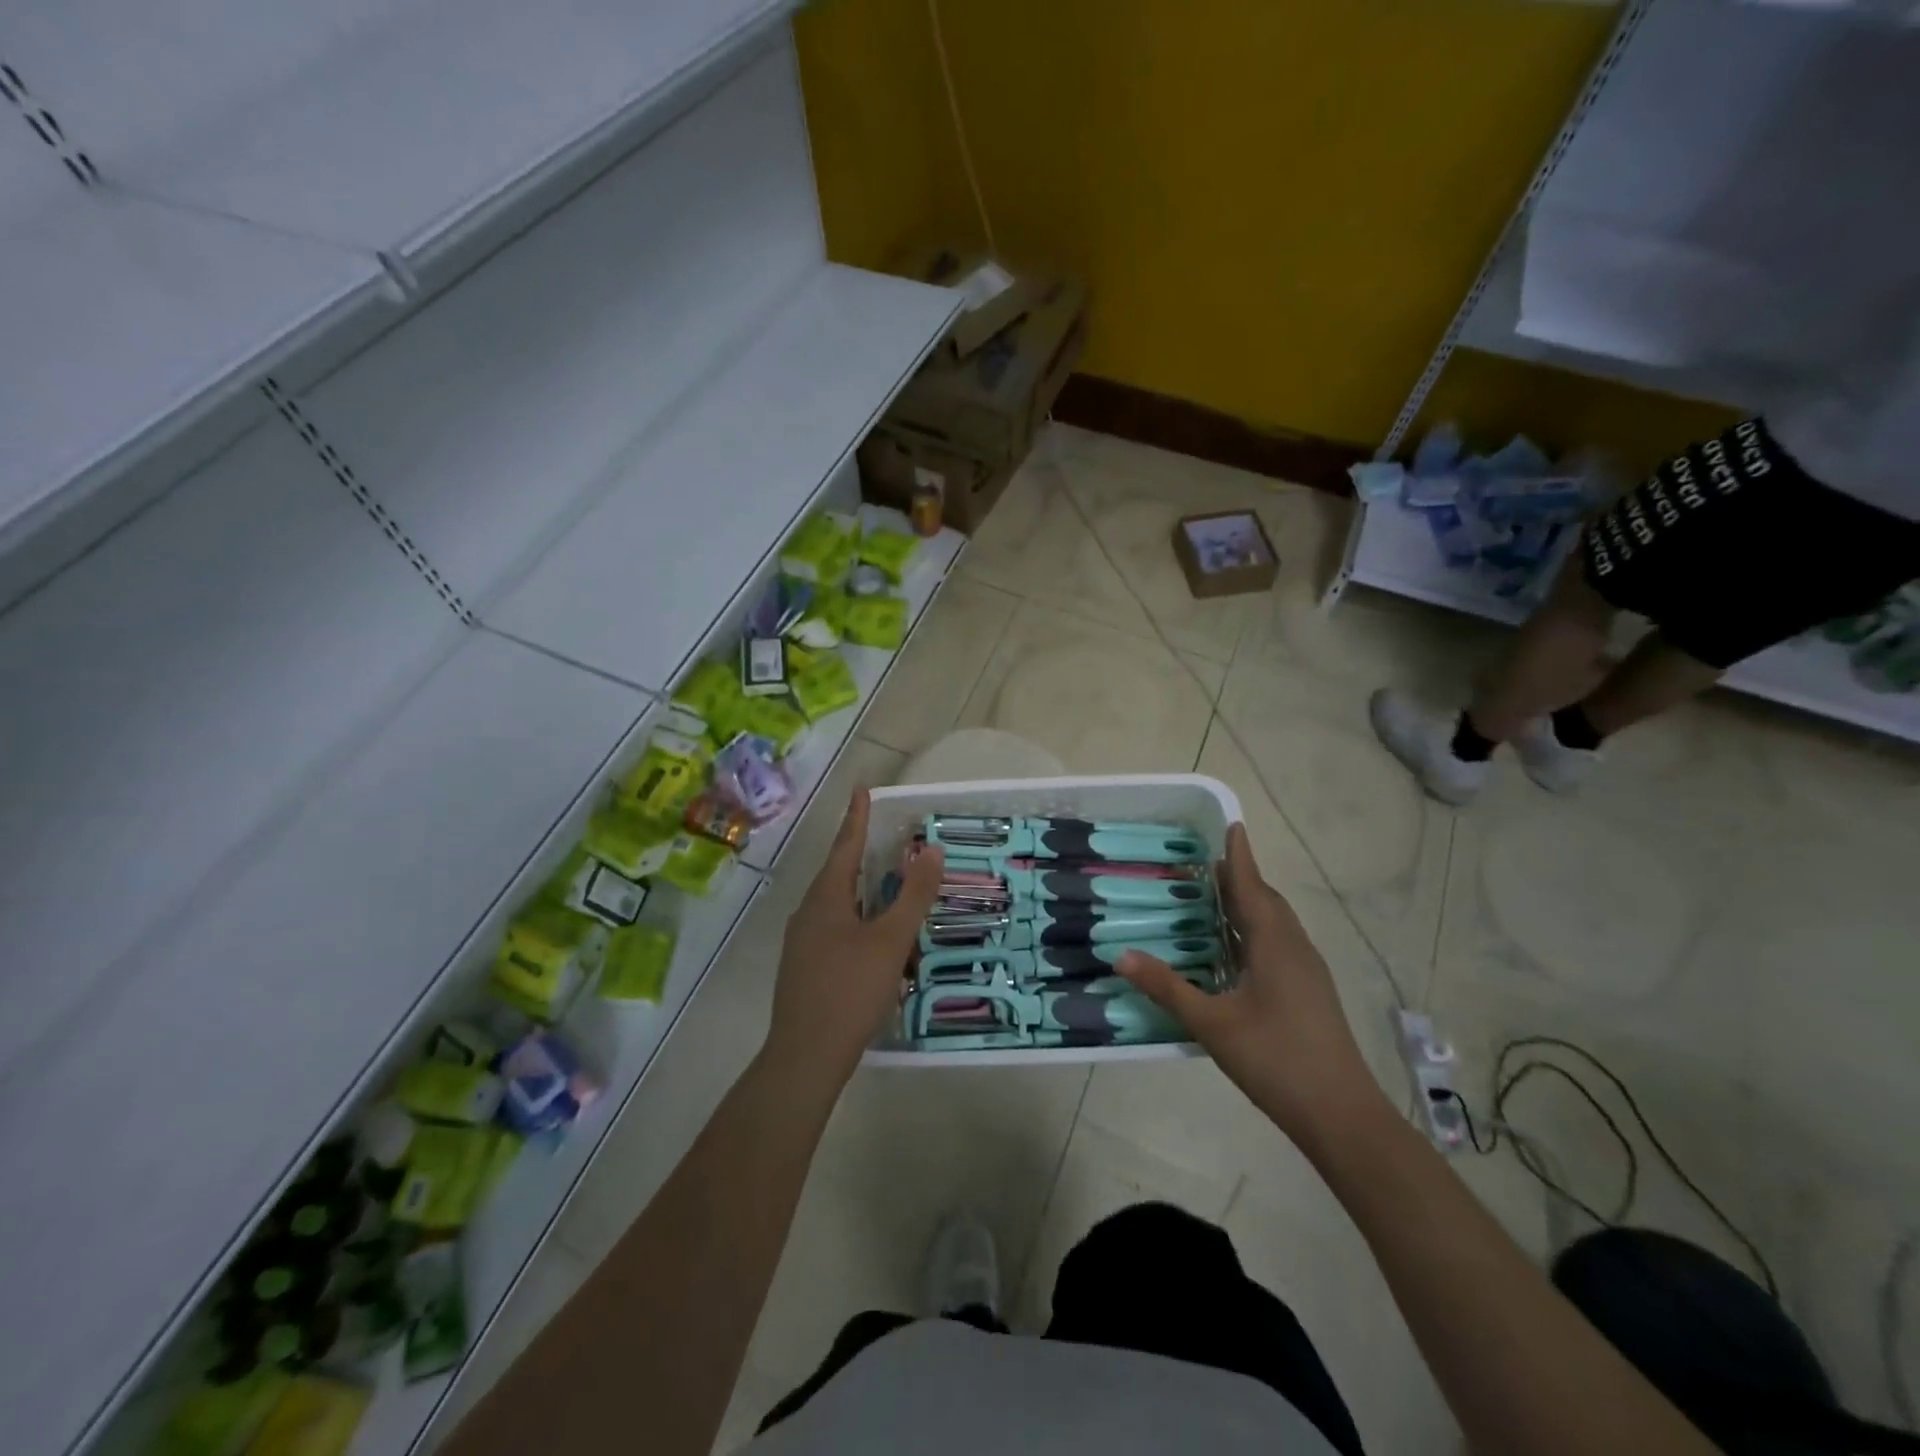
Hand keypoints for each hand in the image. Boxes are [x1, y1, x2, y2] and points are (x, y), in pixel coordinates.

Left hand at [764, 789, 943, 1090]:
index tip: (862, 789)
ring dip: (861, 891)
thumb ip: (913, 895)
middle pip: (838, 872)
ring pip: (836, 904)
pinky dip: (858, 920)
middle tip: (886, 837)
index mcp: (825, 898)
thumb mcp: (891, 940)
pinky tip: (874, 939)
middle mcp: (808, 912)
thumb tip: (931, 849)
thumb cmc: (850, 990)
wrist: (805, 1057)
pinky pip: (834, 929)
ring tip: (886, 885)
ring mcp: (802, 942)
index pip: (845, 845)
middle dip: (861, 853)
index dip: (857, 817)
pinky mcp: (805, 967)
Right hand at [1118, 824, 1385, 1145]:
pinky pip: (1279, 944)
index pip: (1251, 886)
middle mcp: (1295, 947)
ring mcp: (1307, 971)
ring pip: (1275, 924)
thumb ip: (1168, 988)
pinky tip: (1234, 952)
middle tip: (1205, 864)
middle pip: (1266, 901)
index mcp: (1274, 944)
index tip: (1231, 824)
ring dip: (1248, 905)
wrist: (1342, 1115)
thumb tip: (1121, 955)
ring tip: (1215, 900)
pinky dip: (1255, 932)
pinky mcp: (1310, 992)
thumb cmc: (1275, 1060)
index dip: (1239, 856)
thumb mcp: (1212, 1024)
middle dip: (1240, 878)